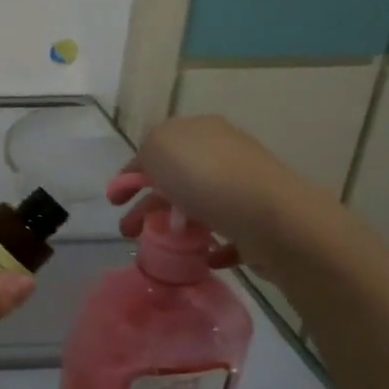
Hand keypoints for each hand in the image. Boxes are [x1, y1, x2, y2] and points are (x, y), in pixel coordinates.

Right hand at [117, 116, 340, 283]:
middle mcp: (224, 153)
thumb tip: (151, 167)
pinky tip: (200, 257)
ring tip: (159, 249)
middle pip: (175, 179)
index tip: (115, 201)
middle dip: (148, 205)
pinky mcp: (259, 222)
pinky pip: (227, 233)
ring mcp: (244, 188)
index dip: (131, 173)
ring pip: (198, 206)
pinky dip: (210, 244)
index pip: (157, 148)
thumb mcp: (159, 147)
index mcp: (199, 131)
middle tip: (129, 231)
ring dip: (174, 226)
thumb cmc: (206, 177)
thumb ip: (146, 152)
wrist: (273, 219)